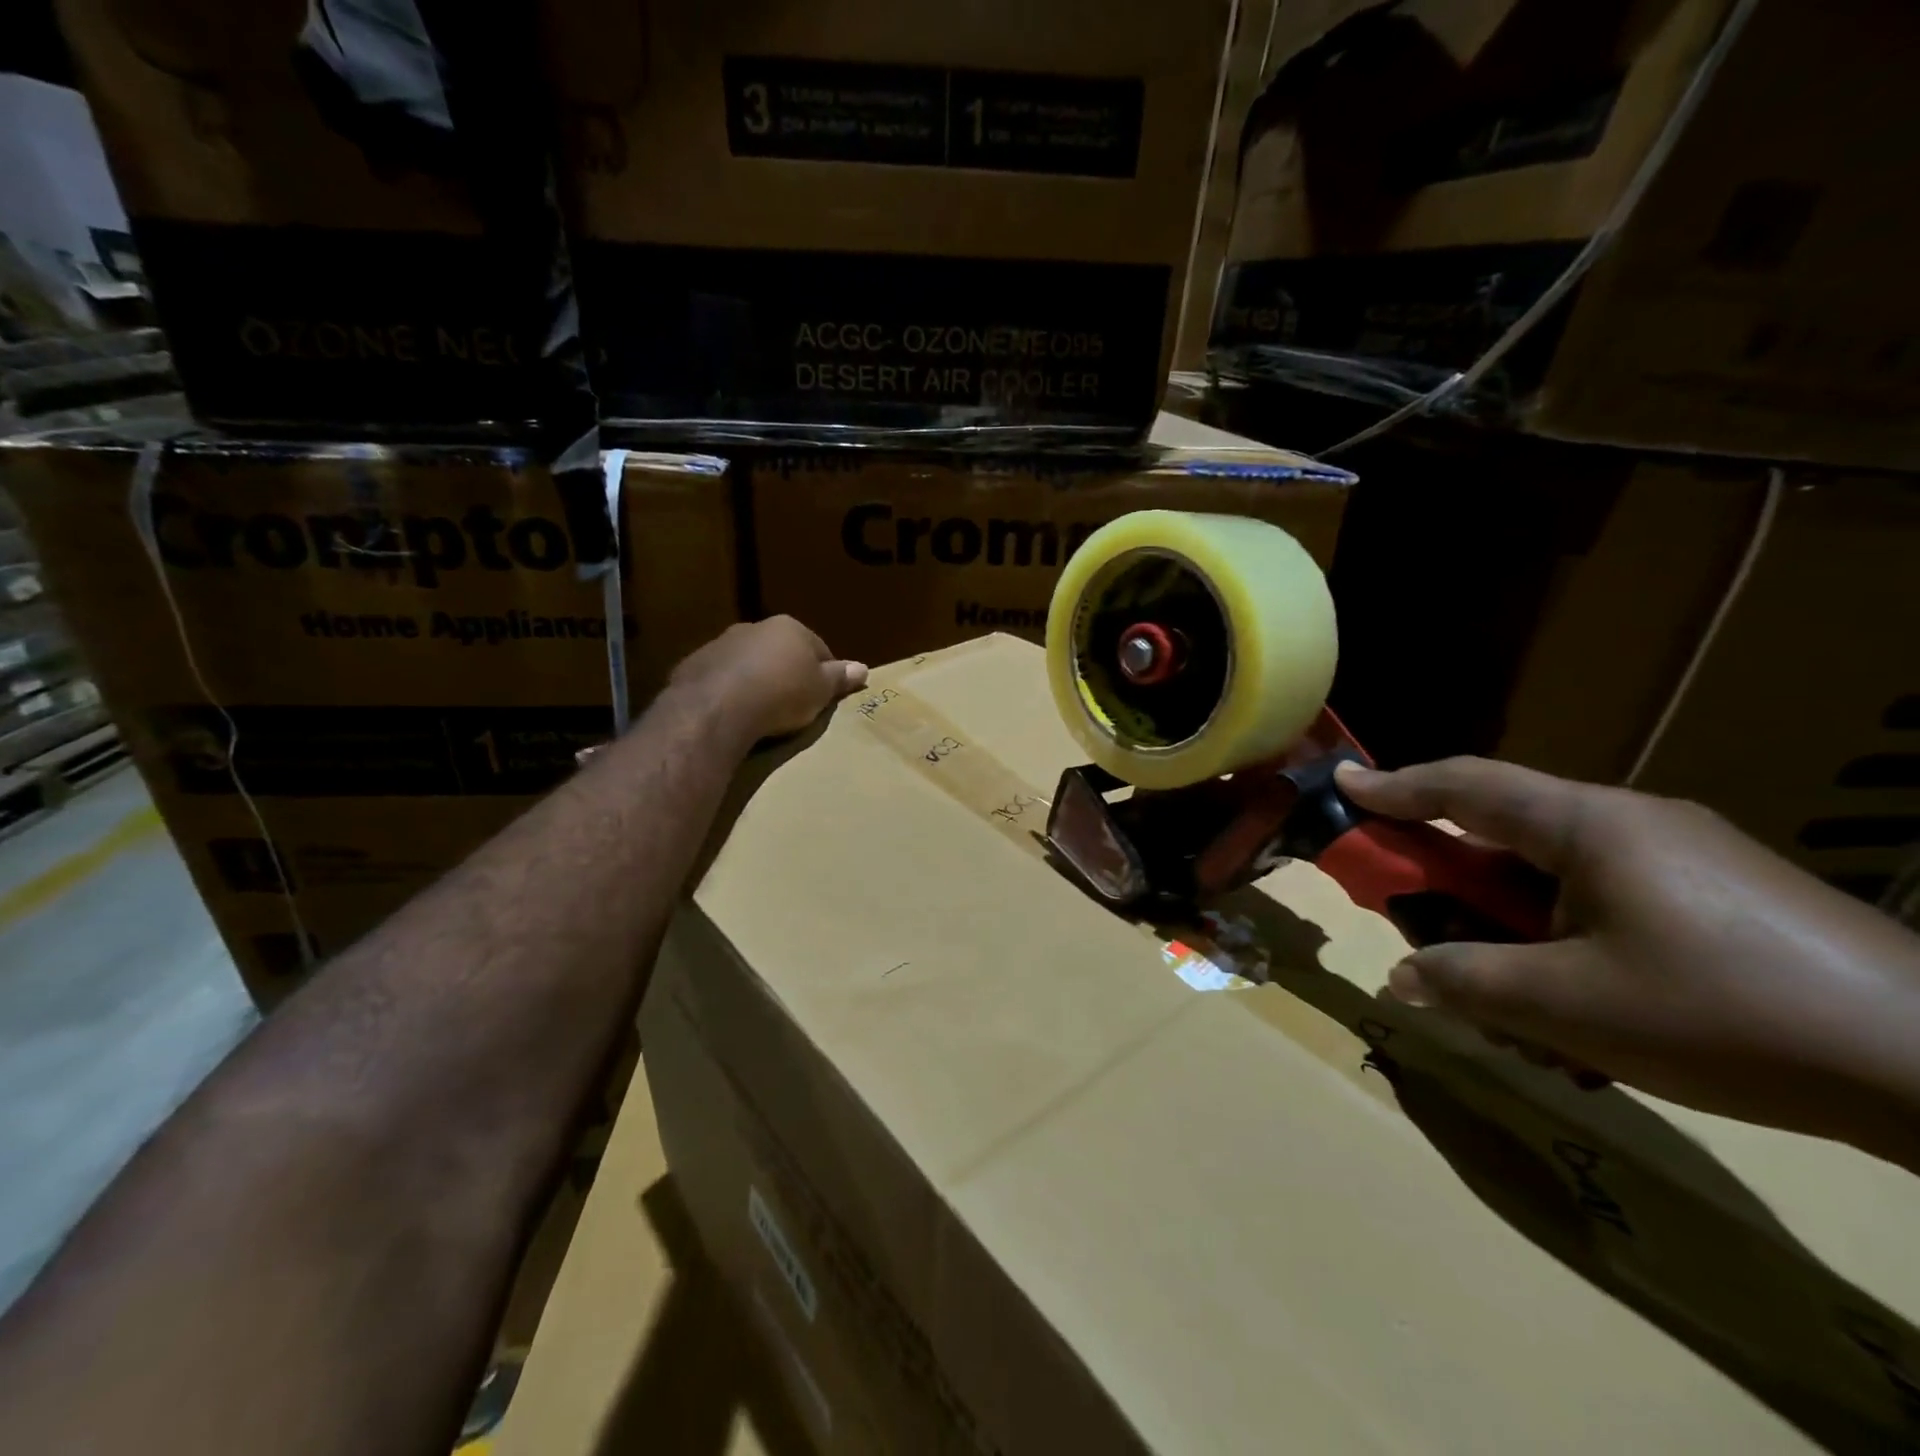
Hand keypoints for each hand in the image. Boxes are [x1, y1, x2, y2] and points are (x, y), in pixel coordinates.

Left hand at [670, 617, 867, 744]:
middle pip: (780, 651)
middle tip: (794, 706)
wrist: (718, 708)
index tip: (825, 697)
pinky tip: (734, 714)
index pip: (818, 648)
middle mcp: (755, 628)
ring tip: (762, 713)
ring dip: (756, 680)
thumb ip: (840, 678)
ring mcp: (721, 644)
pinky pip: (721, 678)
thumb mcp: (821, 690)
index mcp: (790, 628)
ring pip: (748, 662)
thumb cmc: (782, 694)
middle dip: (787, 673)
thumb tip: (863, 668)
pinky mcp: (694, 665)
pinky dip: (729, 692)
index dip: (825, 674)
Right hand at [1335, 757, 1919, 1169]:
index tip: (1343, 783)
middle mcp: (1631, 824)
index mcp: (1589, 825)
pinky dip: (1565, 939)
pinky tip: (1580, 1010)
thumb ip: (1466, 980)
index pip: (1465, 786)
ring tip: (1507, 1000)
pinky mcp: (1718, 898)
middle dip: (1452, 878)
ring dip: (1511, 925)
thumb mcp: (1568, 1006)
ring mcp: (1682, 858)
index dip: (1395, 786)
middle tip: (1416, 919)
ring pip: (1556, 876)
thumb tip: (1403, 974)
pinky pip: (1606, 900)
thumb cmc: (1727, 1015)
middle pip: (1506, 832)